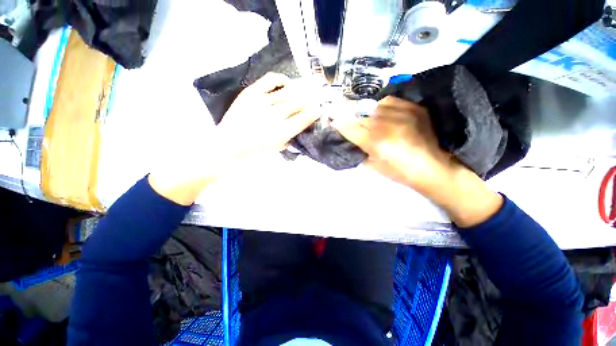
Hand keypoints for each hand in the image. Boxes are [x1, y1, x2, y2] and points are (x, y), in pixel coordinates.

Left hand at [217, 73, 318, 159]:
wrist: (228, 144)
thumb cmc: (254, 151)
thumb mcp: (277, 148)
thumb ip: (292, 137)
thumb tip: (302, 127)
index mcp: (281, 132)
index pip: (304, 118)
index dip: (314, 113)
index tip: (319, 110)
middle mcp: (273, 115)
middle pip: (298, 102)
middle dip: (309, 102)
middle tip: (312, 101)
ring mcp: (261, 102)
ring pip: (288, 92)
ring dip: (299, 93)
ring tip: (302, 93)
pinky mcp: (251, 93)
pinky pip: (271, 80)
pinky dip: (282, 80)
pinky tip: (287, 83)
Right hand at [332, 97, 452, 193]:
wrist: (431, 167)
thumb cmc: (398, 172)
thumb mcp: (373, 166)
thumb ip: (359, 150)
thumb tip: (350, 138)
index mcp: (375, 142)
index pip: (349, 127)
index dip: (339, 124)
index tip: (334, 122)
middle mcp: (385, 124)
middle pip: (360, 116)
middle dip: (353, 120)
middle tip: (353, 124)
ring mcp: (401, 113)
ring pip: (374, 107)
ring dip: (369, 115)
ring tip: (374, 122)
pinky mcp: (414, 108)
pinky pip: (391, 101)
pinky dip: (384, 108)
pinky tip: (387, 116)